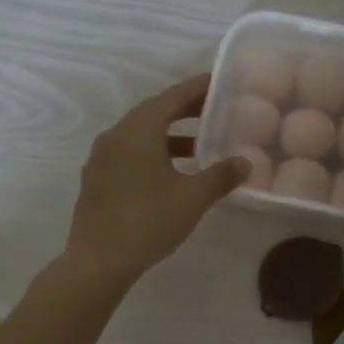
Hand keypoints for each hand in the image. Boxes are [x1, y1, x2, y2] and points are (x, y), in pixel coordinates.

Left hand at [64, 74, 248, 286]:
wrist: (98, 262)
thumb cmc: (148, 221)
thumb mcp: (193, 198)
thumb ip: (221, 175)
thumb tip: (245, 162)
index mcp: (138, 131)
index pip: (171, 97)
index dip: (197, 88)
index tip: (219, 82)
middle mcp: (116, 136)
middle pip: (154, 112)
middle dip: (185, 110)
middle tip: (215, 110)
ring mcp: (102, 158)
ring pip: (141, 135)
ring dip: (170, 135)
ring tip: (200, 146)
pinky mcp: (98, 179)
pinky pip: (130, 153)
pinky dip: (154, 152)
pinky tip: (173, 172)